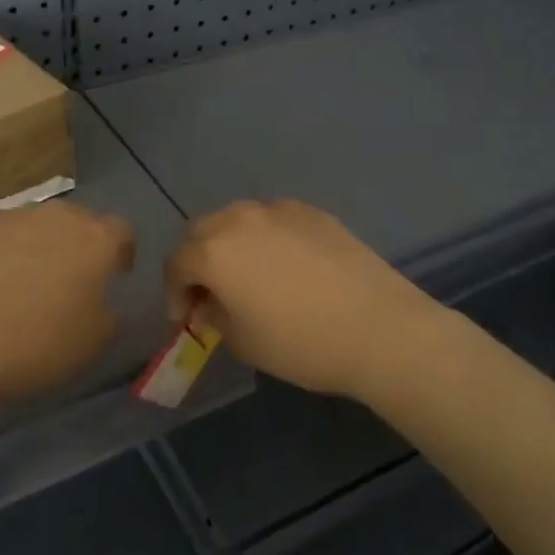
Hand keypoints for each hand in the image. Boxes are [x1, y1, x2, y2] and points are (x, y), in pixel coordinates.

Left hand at [0, 201, 135, 410]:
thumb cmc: (36, 345)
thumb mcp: (93, 344)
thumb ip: (109, 317)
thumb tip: (105, 306)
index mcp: (96, 240)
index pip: (123, 232)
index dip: (122, 253)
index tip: (116, 275)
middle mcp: (58, 215)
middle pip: (79, 220)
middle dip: (80, 244)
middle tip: (71, 278)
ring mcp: (11, 216)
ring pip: (36, 223)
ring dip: (39, 242)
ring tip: (25, 278)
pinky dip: (0, 248)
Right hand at [164, 199, 455, 401]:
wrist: (380, 328)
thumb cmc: (301, 343)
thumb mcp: (243, 342)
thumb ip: (215, 316)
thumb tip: (210, 303)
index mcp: (214, 251)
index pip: (177, 264)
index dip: (174, 293)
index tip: (184, 319)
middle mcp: (241, 219)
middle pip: (202, 231)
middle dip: (197, 261)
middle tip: (209, 293)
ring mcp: (280, 211)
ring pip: (238, 219)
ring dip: (230, 243)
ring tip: (246, 274)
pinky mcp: (314, 213)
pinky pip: (274, 219)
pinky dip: (265, 237)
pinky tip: (284, 264)